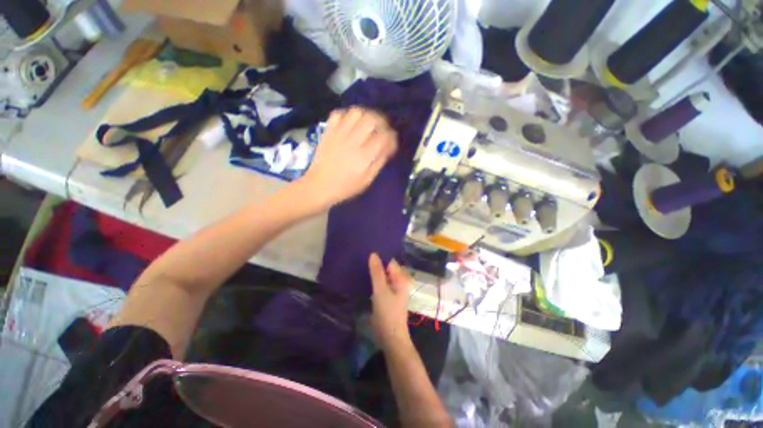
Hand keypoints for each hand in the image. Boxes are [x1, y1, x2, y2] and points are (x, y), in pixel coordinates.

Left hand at [298, 108, 397, 209]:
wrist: (319, 186)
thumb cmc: (346, 187)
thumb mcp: (367, 180)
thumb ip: (379, 162)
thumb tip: (388, 147)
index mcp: (364, 156)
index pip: (383, 137)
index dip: (391, 136)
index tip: (392, 141)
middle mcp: (353, 141)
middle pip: (371, 119)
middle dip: (382, 121)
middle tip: (382, 129)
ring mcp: (339, 134)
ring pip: (356, 112)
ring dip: (366, 115)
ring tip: (368, 124)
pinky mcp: (328, 131)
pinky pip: (338, 114)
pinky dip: (347, 115)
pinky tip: (351, 123)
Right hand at [369, 253, 412, 350]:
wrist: (390, 338)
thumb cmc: (387, 313)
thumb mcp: (380, 291)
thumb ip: (377, 272)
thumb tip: (373, 254)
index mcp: (400, 278)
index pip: (390, 261)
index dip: (379, 257)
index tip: (366, 251)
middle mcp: (398, 282)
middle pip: (386, 268)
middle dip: (375, 264)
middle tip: (361, 257)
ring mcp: (393, 290)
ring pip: (382, 276)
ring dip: (373, 272)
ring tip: (360, 265)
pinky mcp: (387, 297)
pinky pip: (380, 284)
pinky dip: (373, 281)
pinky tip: (363, 278)